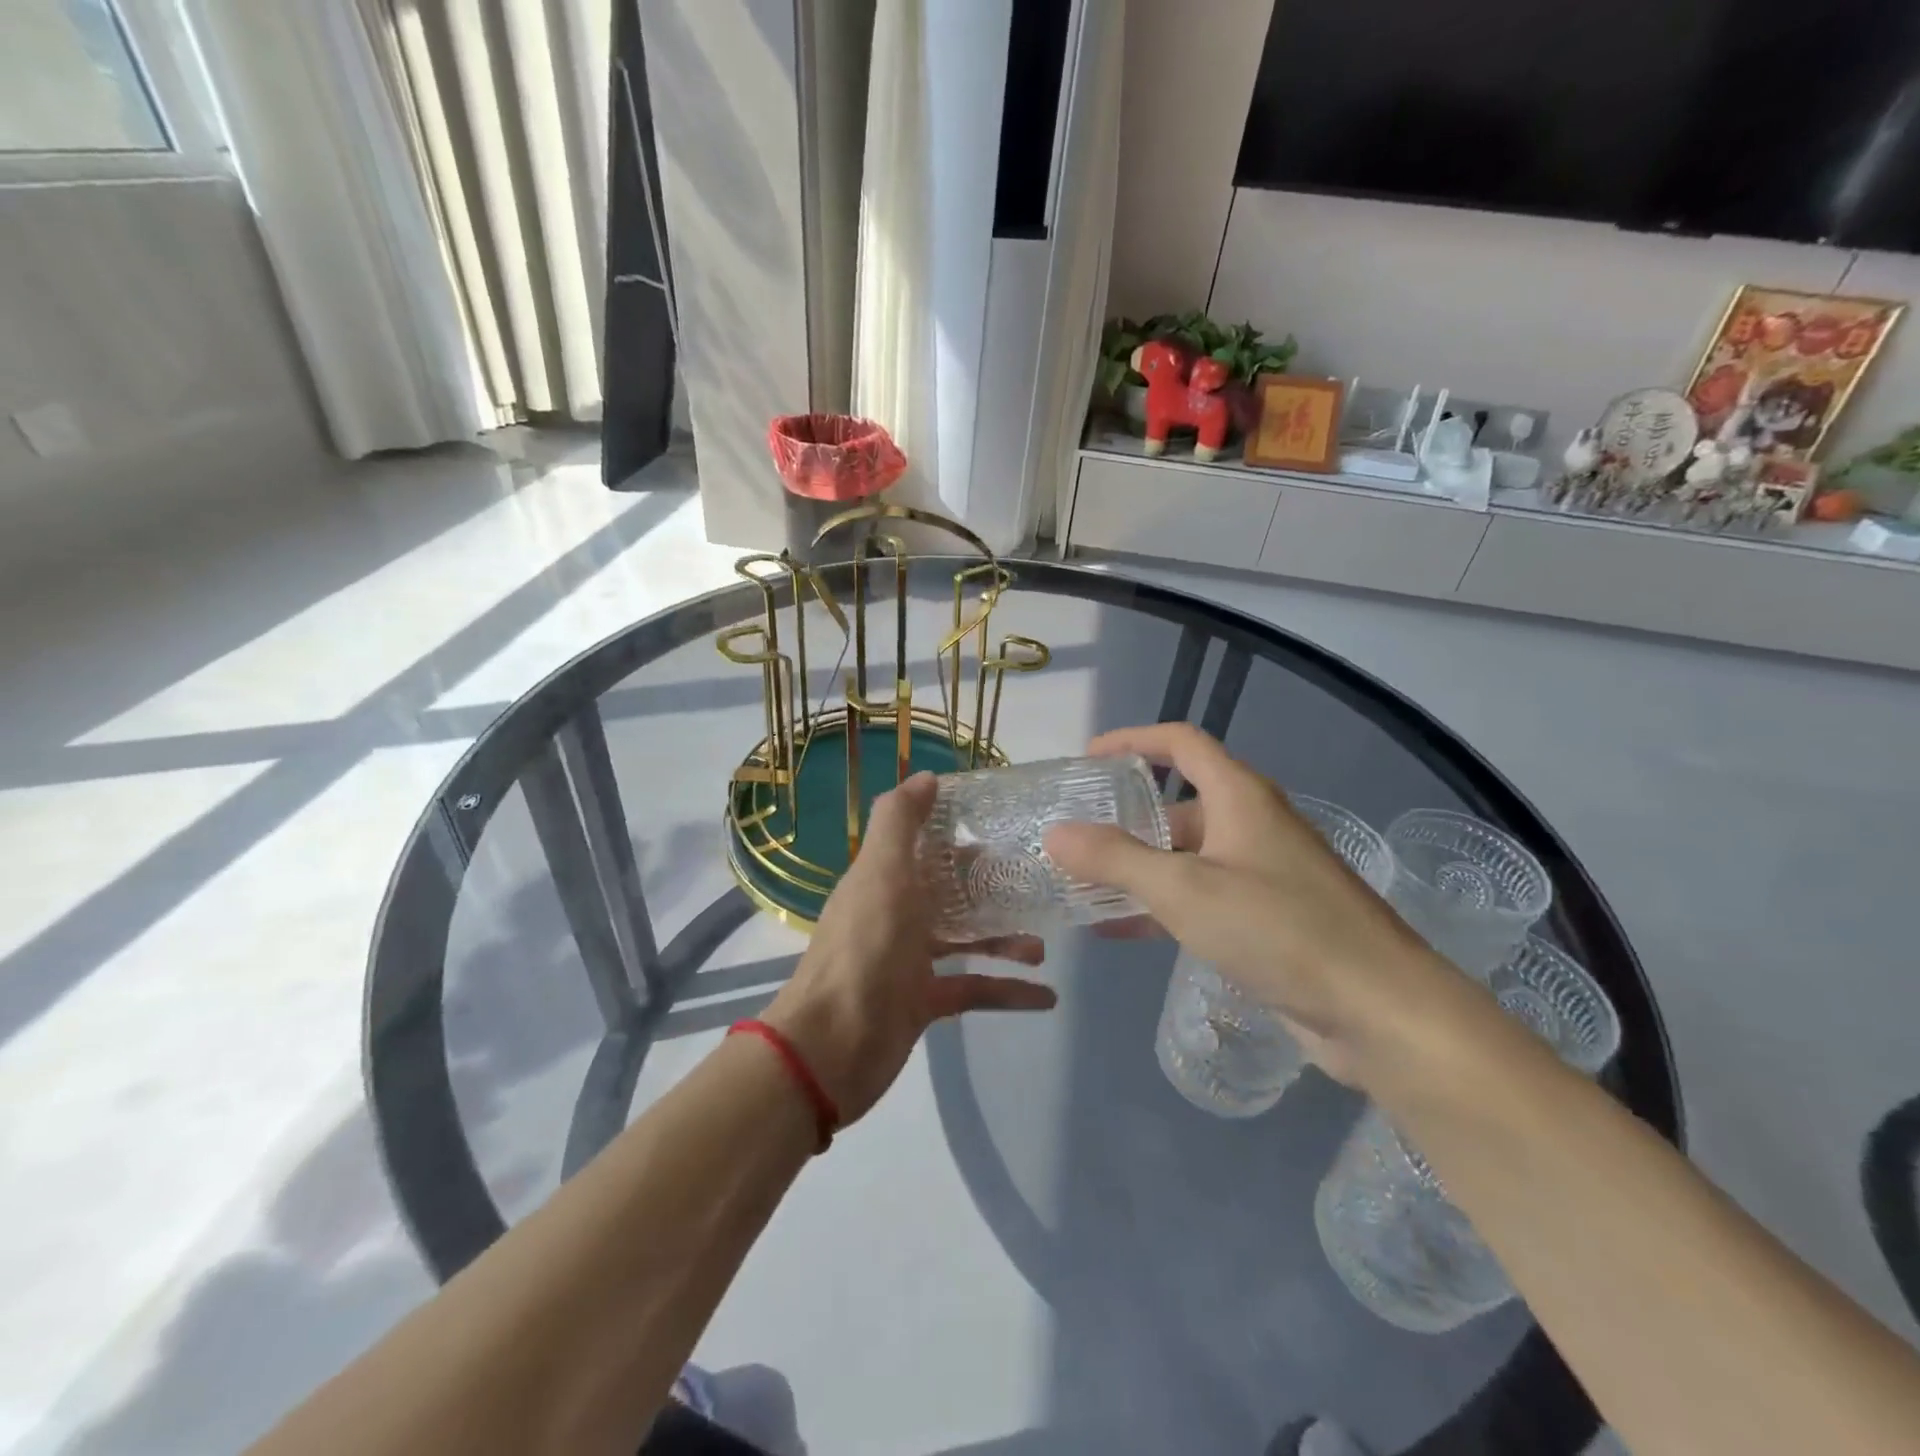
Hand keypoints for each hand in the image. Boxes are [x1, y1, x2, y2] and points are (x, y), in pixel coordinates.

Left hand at [762, 772, 1056, 1124]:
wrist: (831, 1047)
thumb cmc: (864, 949)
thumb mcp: (881, 872)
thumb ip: (899, 821)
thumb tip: (927, 776)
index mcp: (884, 879)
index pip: (925, 845)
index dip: (959, 831)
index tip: (1005, 824)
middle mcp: (897, 914)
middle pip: (950, 892)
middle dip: (990, 887)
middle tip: (1035, 884)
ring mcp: (909, 961)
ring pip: (966, 940)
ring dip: (1004, 940)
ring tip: (1043, 946)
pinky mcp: (924, 1003)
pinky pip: (974, 990)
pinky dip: (1008, 992)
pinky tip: (1046, 996)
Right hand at [1043, 723, 1445, 1084]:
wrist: (1378, 1010)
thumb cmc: (1279, 929)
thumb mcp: (1183, 890)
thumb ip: (1114, 860)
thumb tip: (1055, 833)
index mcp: (1240, 797)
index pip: (1181, 743)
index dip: (1133, 740)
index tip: (1088, 758)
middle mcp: (1253, 825)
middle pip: (1179, 805)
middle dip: (1126, 819)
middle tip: (1076, 838)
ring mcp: (1263, 874)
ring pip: (1187, 857)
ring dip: (1138, 868)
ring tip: (1084, 885)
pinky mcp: (1268, 919)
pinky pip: (1202, 898)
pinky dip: (1161, 905)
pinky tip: (1120, 929)